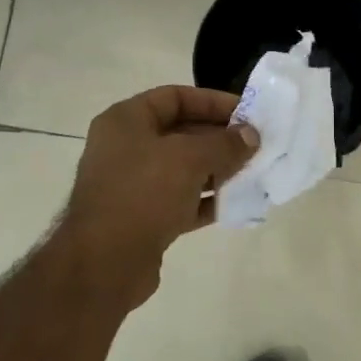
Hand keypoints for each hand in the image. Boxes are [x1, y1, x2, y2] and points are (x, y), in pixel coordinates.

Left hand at [59, 85, 258, 307]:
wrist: (104, 263)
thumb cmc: (143, 194)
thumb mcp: (189, 158)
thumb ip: (224, 143)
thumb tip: (251, 136)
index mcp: (126, 121)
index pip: (175, 97)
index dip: (212, 101)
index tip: (247, 113)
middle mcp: (126, 148)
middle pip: (181, 132)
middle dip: (220, 138)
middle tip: (256, 144)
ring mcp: (133, 184)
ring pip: (184, 168)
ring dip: (218, 169)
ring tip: (253, 172)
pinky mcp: (144, 217)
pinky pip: (182, 199)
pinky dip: (207, 199)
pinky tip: (237, 202)